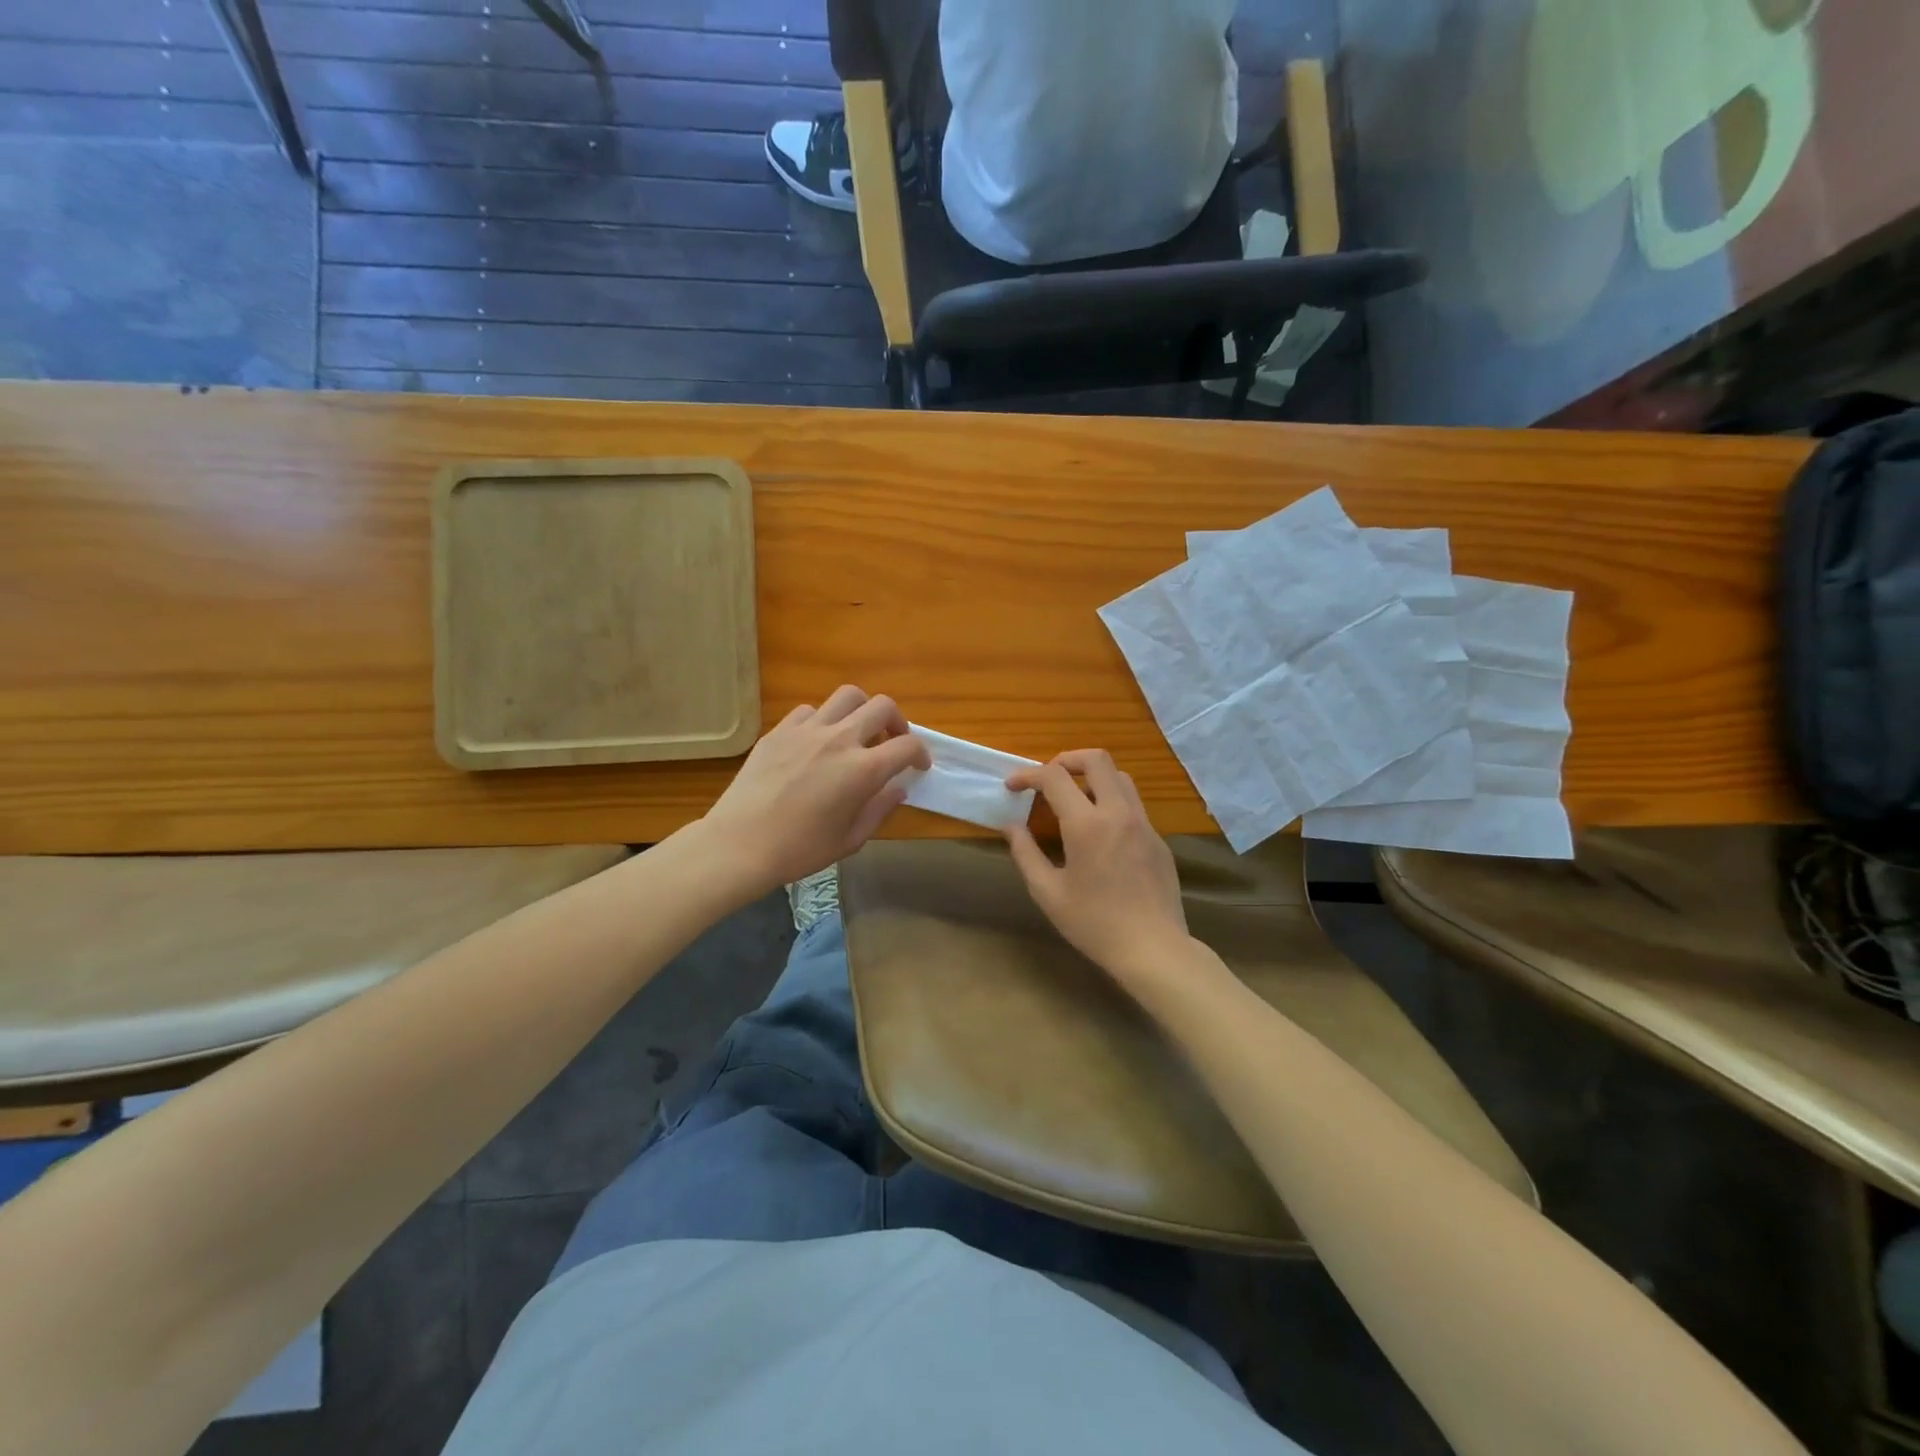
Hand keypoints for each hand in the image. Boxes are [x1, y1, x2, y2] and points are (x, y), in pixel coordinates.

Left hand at [702, 685, 929, 891]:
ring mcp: (807, 730)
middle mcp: (840, 739)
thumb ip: (880, 809)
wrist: (740, 844)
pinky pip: (810, 711)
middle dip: (897, 721)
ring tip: (857, 731)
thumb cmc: (800, 850)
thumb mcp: (850, 840)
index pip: (908, 746)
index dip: (920, 753)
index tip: (918, 765)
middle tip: (892, 741)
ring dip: (861, 710)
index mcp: (863, 770)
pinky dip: (823, 720)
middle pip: (882, 706)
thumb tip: (897, 789)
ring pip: (847, 696)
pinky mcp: (780, 730)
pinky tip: (817, 742)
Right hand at [1003, 749, 1190, 986]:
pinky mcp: (1158, 839)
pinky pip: (1133, 804)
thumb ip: (1025, 853)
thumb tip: (1012, 826)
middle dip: (1066, 759)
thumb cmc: (1094, 923)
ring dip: (1093, 777)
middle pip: (1096, 759)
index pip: (1055, 777)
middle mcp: (1118, 813)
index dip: (1028, 775)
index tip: (1013, 786)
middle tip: (1048, 779)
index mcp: (1087, 825)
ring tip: (1074, 799)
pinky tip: (1100, 832)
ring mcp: (1144, 823)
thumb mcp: (1048, 892)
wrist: (1153, 949)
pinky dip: (1111, 801)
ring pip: (1120, 777)